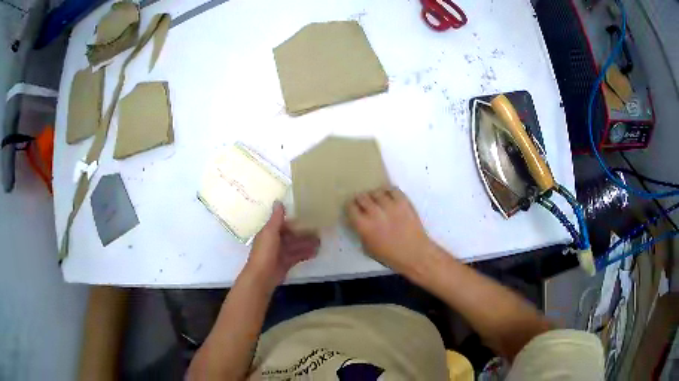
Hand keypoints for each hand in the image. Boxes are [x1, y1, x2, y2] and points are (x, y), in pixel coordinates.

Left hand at [244, 202, 319, 287]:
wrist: (262, 277)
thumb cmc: (265, 252)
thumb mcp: (270, 232)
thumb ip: (276, 218)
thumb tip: (278, 201)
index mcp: (268, 233)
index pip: (282, 224)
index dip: (293, 221)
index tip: (306, 216)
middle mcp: (274, 242)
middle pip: (290, 236)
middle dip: (303, 233)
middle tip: (318, 229)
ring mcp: (280, 254)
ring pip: (295, 246)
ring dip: (306, 243)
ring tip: (320, 241)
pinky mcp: (286, 264)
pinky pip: (297, 257)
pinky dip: (306, 254)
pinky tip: (316, 252)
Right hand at [346, 187, 433, 275]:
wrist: (414, 253)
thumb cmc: (390, 256)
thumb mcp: (368, 248)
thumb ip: (361, 232)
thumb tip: (359, 222)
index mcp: (363, 225)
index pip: (350, 207)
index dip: (351, 206)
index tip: (354, 208)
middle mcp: (374, 212)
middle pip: (362, 197)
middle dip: (361, 199)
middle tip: (364, 203)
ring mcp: (389, 205)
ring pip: (376, 191)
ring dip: (375, 195)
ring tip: (378, 199)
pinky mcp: (403, 202)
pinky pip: (392, 190)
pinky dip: (389, 192)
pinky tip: (389, 197)